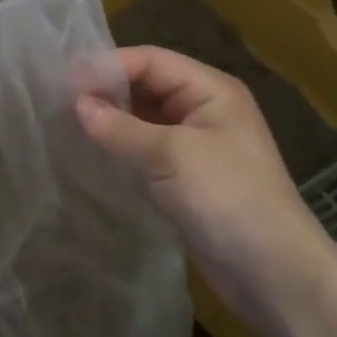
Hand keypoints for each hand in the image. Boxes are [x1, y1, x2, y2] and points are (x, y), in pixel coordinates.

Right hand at [76, 46, 326, 305]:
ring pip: (144, 117)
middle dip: (107, 90)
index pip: (150, 61)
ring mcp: (196, 143)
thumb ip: (120, 128)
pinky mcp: (187, 176)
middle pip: (146, 85)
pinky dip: (122, 146)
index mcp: (210, 90)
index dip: (107, 67)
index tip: (64, 83)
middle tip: (60, 101)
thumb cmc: (229, 200)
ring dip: (112, 118)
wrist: (275, 276)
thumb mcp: (171, 157)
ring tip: (68, 122)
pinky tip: (94, 151)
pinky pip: (147, 148)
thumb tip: (76, 104)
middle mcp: (204, 109)